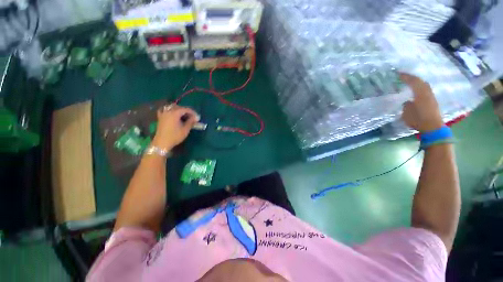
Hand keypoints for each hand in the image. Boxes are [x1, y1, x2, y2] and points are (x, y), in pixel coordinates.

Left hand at [151, 104, 199, 150]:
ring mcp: (163, 114)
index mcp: (175, 113)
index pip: (186, 109)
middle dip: (187, 111)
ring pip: (172, 108)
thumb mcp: (185, 129)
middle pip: (179, 108)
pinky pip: (165, 110)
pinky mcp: (160, 117)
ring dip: (179, 110)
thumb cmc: (175, 136)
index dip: (193, 112)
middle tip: (192, 117)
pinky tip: (172, 113)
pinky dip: (170, 110)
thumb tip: (196, 118)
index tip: (197, 117)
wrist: (162, 142)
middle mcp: (168, 111)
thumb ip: (191, 122)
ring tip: (184, 116)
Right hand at [400, 73, 443, 132]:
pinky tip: (416, 90)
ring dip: (417, 82)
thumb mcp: (407, 113)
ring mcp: (431, 97)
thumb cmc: (418, 120)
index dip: (406, 77)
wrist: (433, 128)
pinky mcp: (433, 102)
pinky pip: (426, 90)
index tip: (398, 74)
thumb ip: (406, 105)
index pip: (413, 82)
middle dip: (412, 78)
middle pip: (421, 82)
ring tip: (410, 82)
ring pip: (424, 86)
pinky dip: (420, 87)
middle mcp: (427, 93)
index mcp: (420, 94)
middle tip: (404, 76)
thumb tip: (407, 101)